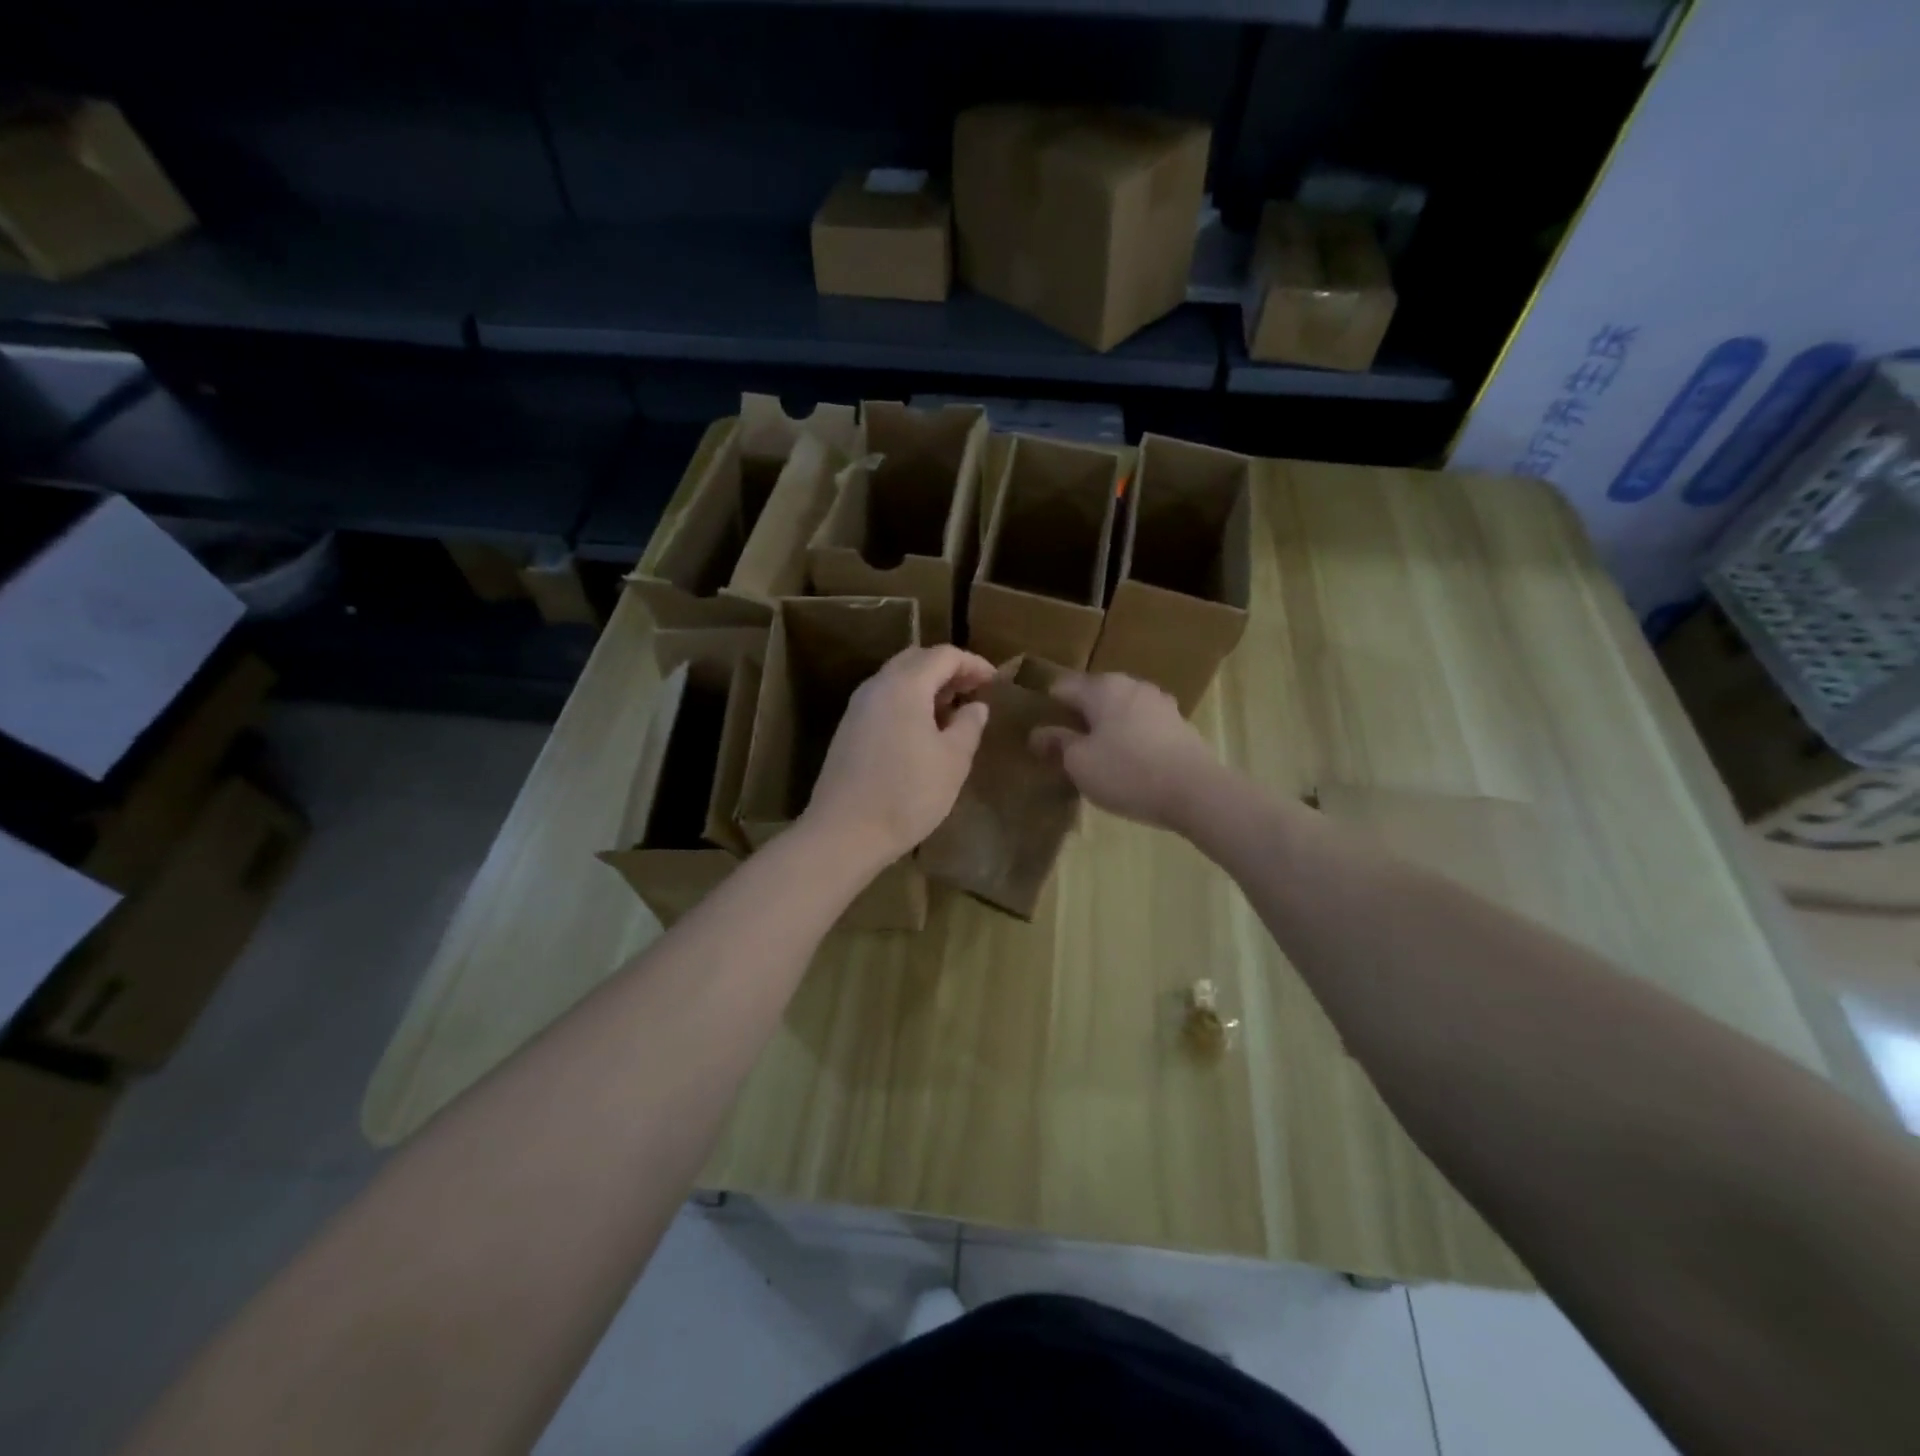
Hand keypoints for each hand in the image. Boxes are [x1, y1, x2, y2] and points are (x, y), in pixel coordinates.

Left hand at [804, 644, 995, 867]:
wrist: (845, 833)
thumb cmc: (908, 794)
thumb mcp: (953, 761)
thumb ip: (969, 725)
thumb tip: (975, 706)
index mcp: (904, 685)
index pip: (943, 655)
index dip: (973, 663)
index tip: (995, 681)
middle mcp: (876, 686)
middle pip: (916, 659)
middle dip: (948, 669)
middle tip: (973, 691)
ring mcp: (857, 708)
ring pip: (896, 679)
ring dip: (926, 686)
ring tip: (952, 712)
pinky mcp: (848, 730)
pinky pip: (884, 700)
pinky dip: (908, 702)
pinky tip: (923, 731)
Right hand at [1031, 673, 1222, 833]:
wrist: (1196, 791)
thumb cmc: (1128, 772)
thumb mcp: (1080, 763)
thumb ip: (1057, 743)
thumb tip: (1039, 733)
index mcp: (1102, 687)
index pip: (1062, 686)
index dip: (1045, 705)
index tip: (1036, 728)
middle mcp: (1131, 685)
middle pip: (1093, 695)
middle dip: (1077, 716)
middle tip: (1063, 745)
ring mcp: (1159, 702)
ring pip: (1120, 709)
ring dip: (1105, 726)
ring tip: (1095, 755)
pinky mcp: (1178, 724)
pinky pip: (1142, 724)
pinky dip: (1129, 737)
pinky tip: (1126, 761)